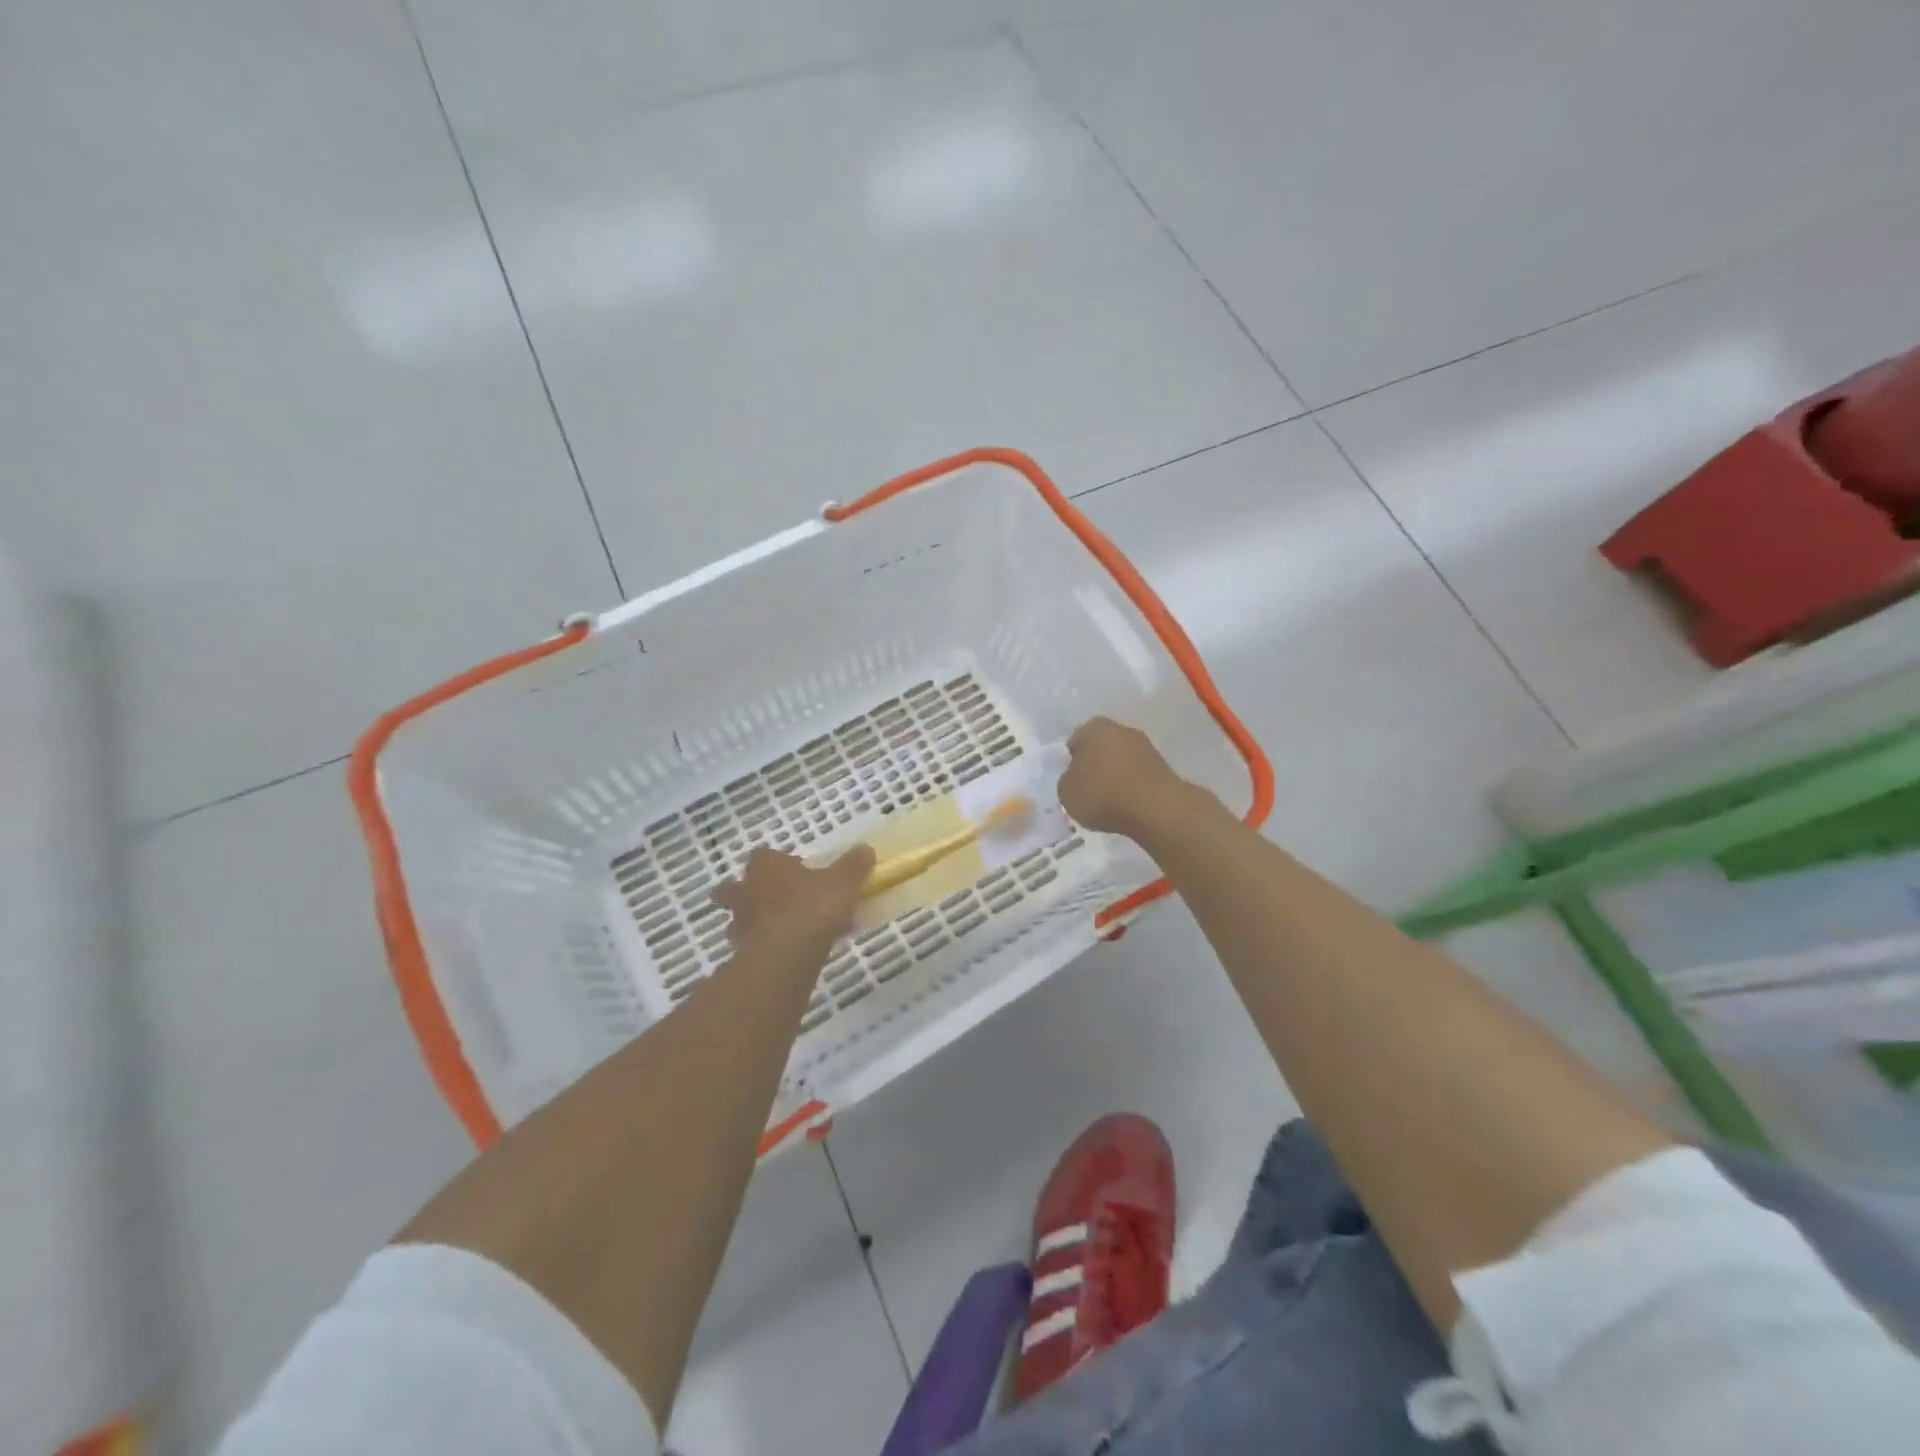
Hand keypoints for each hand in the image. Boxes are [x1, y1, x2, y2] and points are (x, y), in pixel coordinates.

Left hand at [713, 845, 875, 952]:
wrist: (787, 954)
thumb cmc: (813, 907)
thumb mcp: (844, 881)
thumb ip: (854, 864)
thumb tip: (865, 849)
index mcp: (767, 867)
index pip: (762, 855)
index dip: (776, 861)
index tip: (795, 870)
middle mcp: (746, 891)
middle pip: (733, 887)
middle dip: (748, 892)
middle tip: (773, 900)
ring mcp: (740, 923)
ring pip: (739, 919)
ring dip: (754, 923)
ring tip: (781, 932)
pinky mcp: (741, 953)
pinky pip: (751, 946)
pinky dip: (764, 948)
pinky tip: (787, 955)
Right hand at [1059, 717, 1194, 838]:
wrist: (1154, 808)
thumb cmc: (1103, 793)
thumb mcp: (1066, 792)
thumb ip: (1067, 780)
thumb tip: (1076, 778)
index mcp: (1093, 727)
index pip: (1074, 742)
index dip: (1070, 763)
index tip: (1072, 783)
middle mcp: (1121, 729)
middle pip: (1100, 749)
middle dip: (1094, 767)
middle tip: (1088, 792)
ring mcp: (1145, 746)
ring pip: (1120, 761)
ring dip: (1114, 777)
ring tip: (1109, 803)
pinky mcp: (1163, 766)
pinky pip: (1137, 776)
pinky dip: (1132, 787)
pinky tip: (1128, 806)